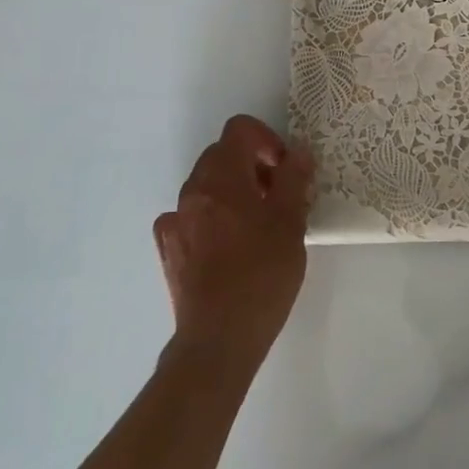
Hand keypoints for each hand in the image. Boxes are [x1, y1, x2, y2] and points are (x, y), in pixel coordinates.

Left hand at [155, 116, 313, 366]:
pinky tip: (229, 245)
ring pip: (207, 185)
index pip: (239, 130)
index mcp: (221, 178)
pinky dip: (212, 217)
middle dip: (252, 165)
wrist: (219, 338)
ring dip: (233, 191)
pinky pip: (192, 215)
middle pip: (222, 155)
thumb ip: (294, 179)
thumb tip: (298, 153)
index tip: (284, 169)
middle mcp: (192, 191)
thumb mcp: (291, 222)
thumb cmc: (262, 274)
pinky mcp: (169, 249)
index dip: (267, 139)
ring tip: (258, 224)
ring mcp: (175, 221)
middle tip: (279, 196)